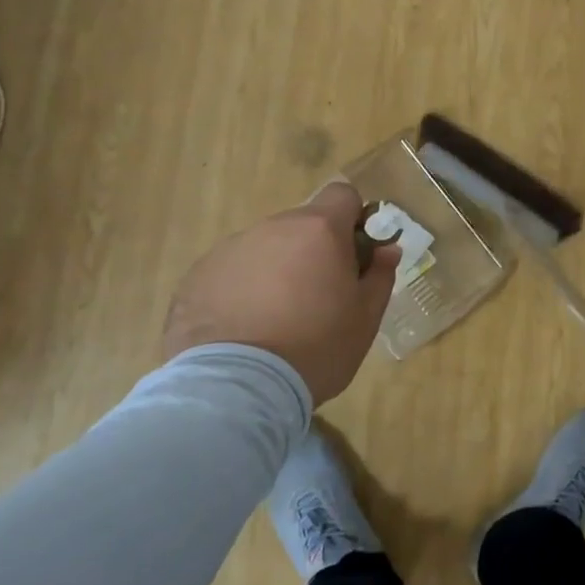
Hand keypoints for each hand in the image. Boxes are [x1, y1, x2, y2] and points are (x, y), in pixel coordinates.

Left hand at [160, 183, 399, 405]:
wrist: (237, 389)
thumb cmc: (317, 349)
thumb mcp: (365, 318)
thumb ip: (380, 275)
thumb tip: (387, 249)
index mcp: (319, 230)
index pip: (342, 194)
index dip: (352, 219)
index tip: (352, 254)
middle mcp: (272, 227)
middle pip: (301, 225)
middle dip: (312, 251)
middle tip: (316, 298)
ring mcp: (230, 249)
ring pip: (264, 249)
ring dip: (274, 270)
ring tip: (273, 321)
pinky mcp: (196, 276)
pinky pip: (230, 273)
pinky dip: (239, 292)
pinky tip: (241, 331)